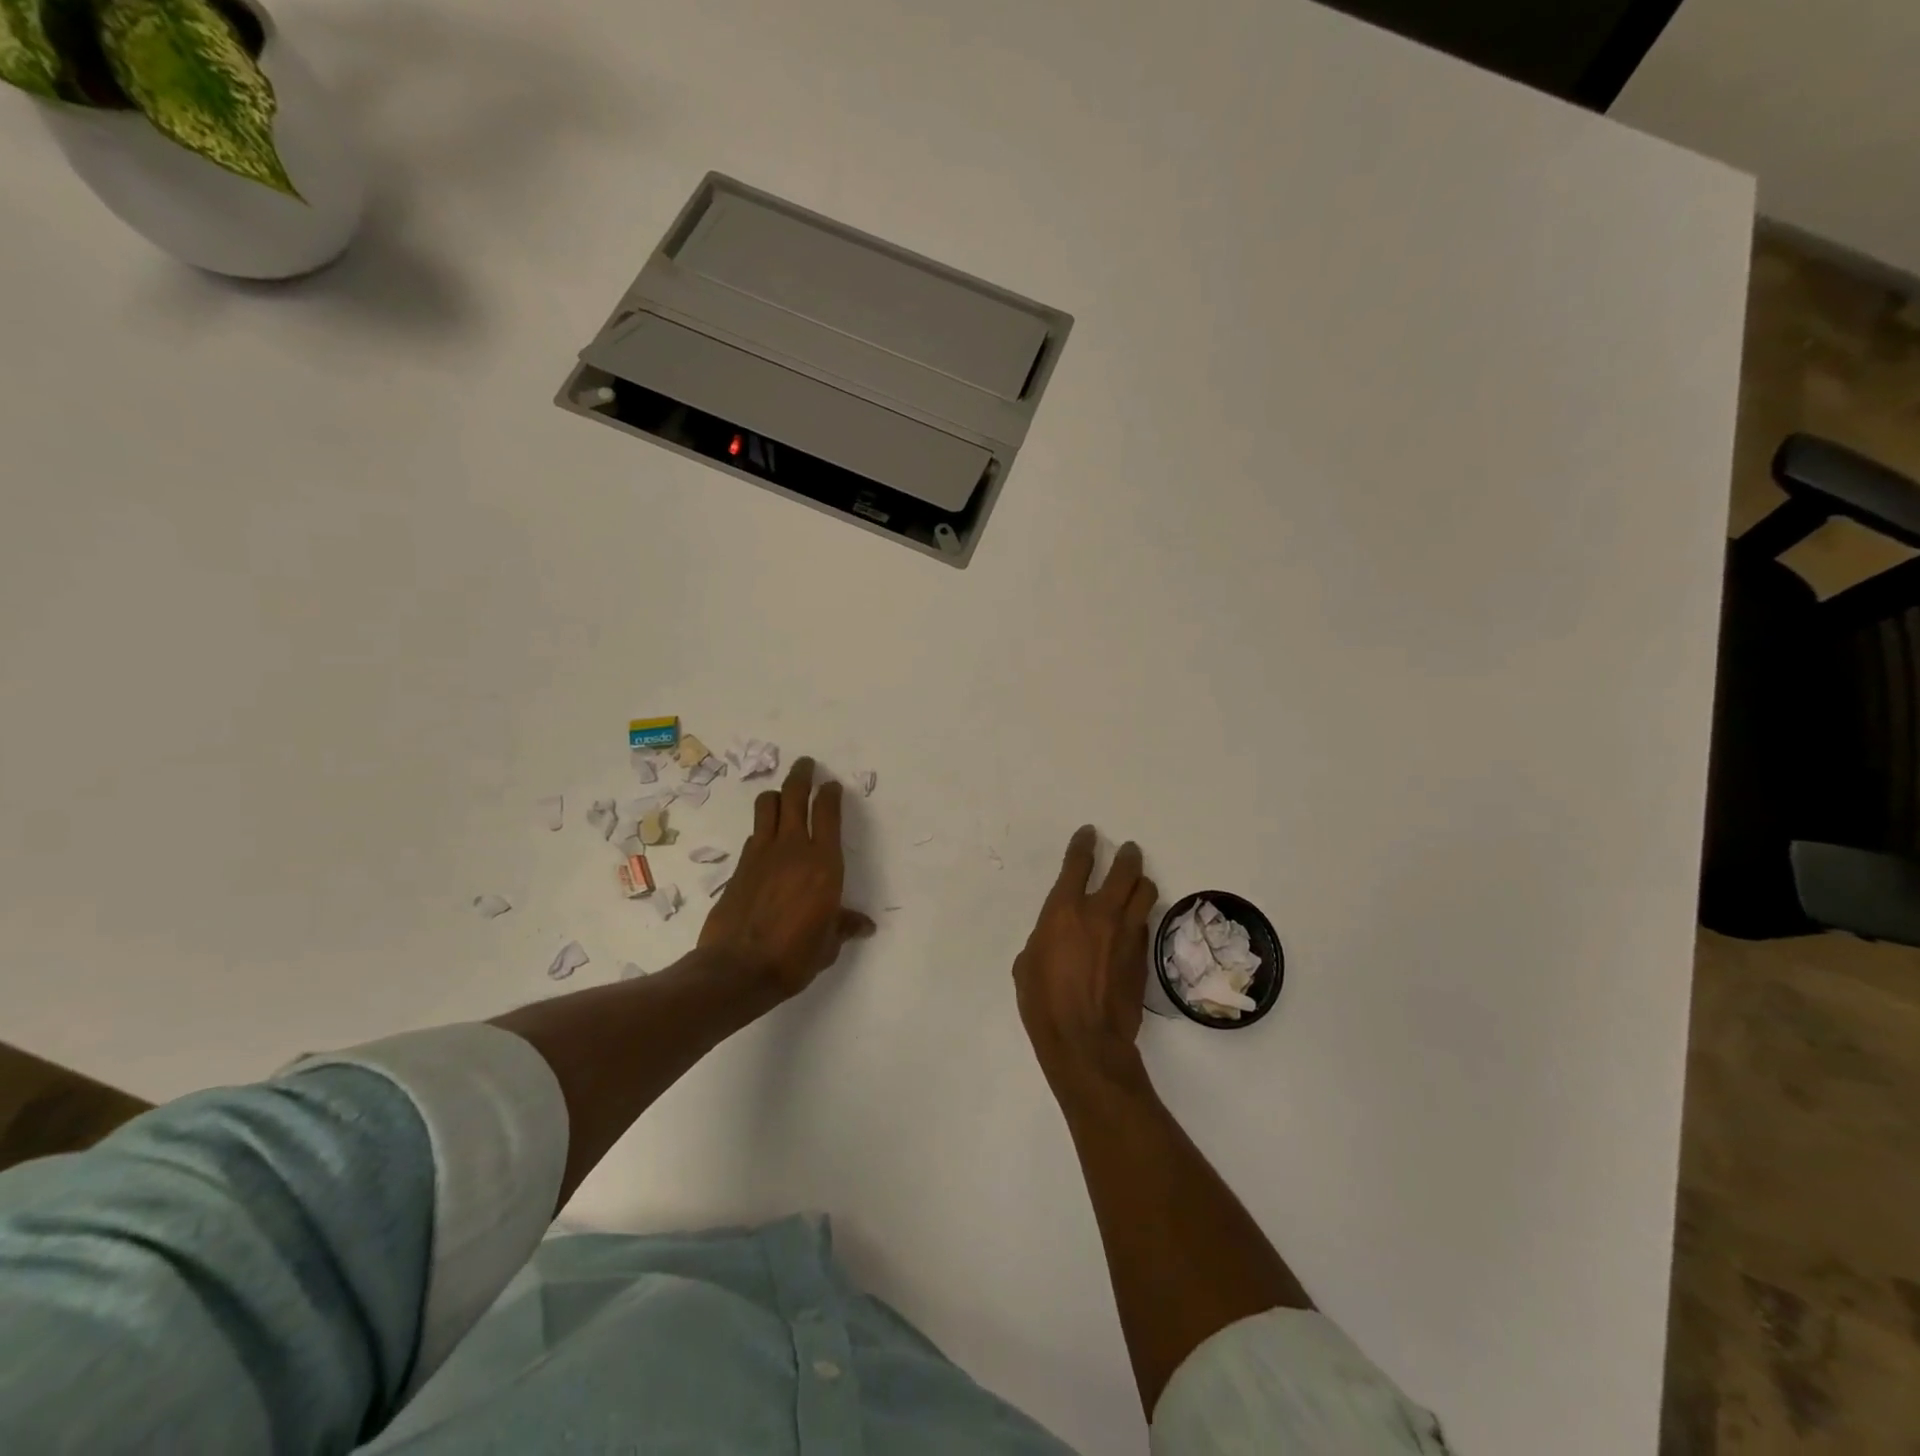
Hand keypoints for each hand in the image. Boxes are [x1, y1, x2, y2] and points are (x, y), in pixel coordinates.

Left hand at [699, 756, 874, 997]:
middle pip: (794, 797)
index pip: (827, 813)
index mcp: (823, 863)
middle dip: (801, 776)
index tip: (832, 785)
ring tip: (782, 793)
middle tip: (805, 764)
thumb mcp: (828, 943)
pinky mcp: (739, 867)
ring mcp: (761, 854)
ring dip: (776, 795)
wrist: (737, 969)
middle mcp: (793, 849)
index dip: (830, 794)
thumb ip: (844, 926)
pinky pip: (754, 834)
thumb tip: (864, 926)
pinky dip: (762, 827)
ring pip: (767, 807)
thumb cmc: (794, 956)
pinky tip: (765, 837)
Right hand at [1013, 826, 1156, 1089]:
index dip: (1084, 844)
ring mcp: (1126, 933)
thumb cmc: (1044, 1003)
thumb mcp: (1027, 964)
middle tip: (1128, 850)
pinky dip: (1141, 915)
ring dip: (1142, 881)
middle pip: (1125, 870)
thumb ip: (1044, 939)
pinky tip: (1135, 922)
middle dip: (1127, 855)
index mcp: (1064, 911)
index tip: (1089, 833)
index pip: (1078, 863)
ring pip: (1145, 892)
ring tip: (1139, 880)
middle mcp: (1100, 913)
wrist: (1086, 1041)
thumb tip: (1054, 939)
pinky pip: (1145, 923)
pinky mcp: (1143, 955)